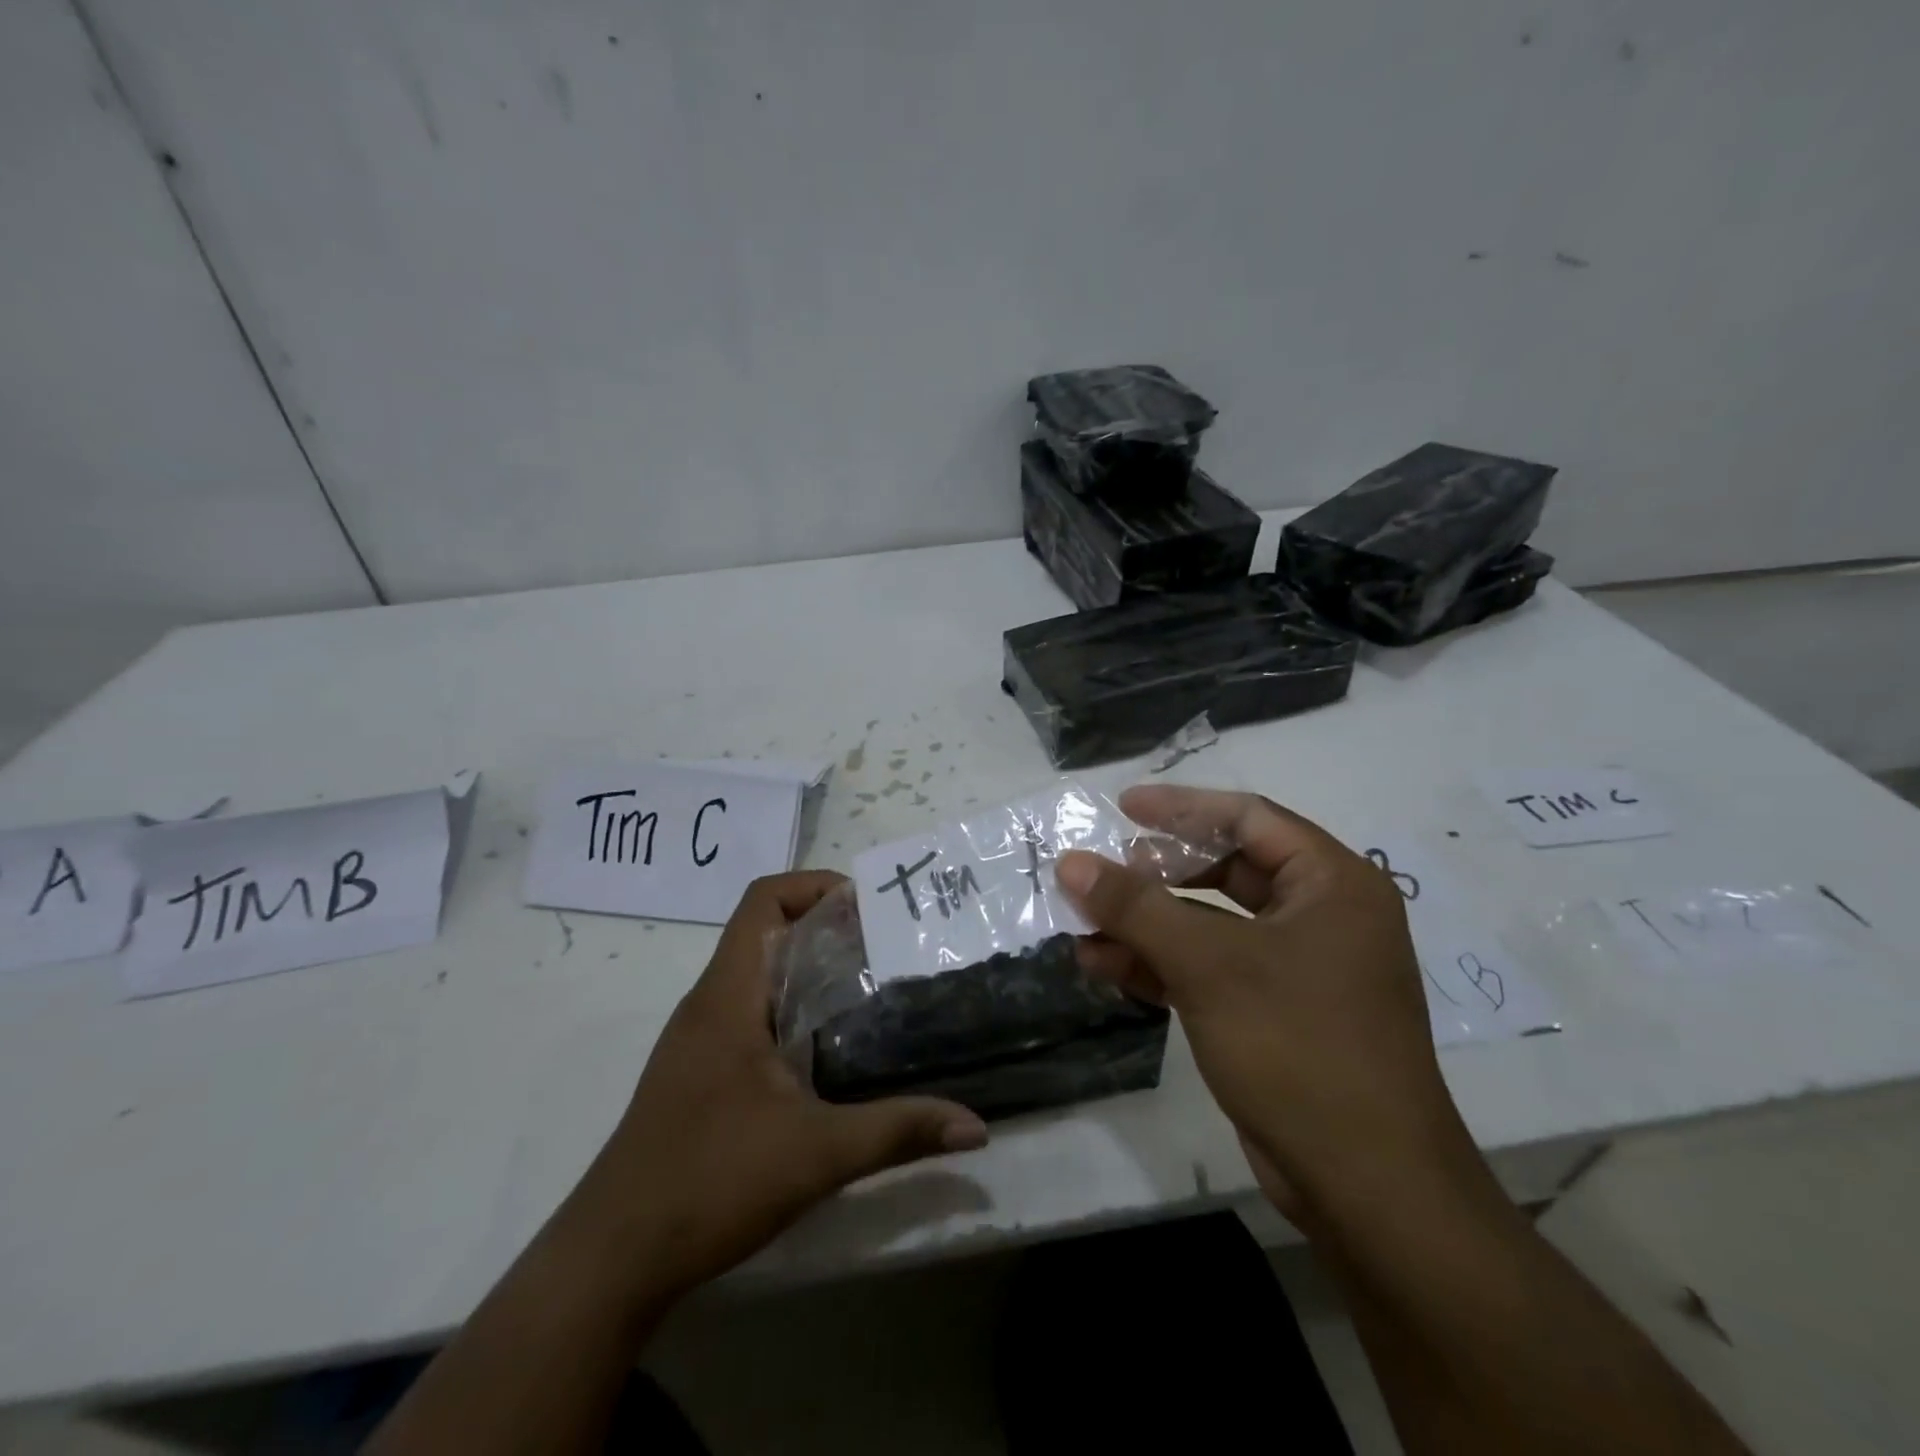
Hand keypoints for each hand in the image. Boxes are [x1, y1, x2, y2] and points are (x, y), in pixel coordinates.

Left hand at [580, 871, 987, 1300]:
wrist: (612, 1260)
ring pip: (757, 975)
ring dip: (808, 969)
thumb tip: (976, 1128)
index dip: (813, 885)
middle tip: (886, 946)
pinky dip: (790, 1008)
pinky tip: (828, 1049)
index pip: (762, 901)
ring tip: (869, 988)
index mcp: (727, 997)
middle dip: (825, 927)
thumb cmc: (710, 1183)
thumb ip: (899, 1131)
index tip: (867, 906)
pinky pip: (748, 1013)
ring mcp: (698, 1041)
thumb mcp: (817, 1153)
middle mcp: (708, 1005)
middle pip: (764, 931)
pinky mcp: (697, 1074)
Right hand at [1058, 787, 1480, 1217]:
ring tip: (1083, 922)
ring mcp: (1298, 969)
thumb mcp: (1209, 964)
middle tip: (1104, 869)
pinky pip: (1209, 969)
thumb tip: (1071, 863)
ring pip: (1210, 924)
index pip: (1249, 819)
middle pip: (1226, 869)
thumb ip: (1136, 907)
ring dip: (1147, 923)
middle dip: (1157, 873)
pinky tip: (1103, 964)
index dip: (1180, 808)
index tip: (1122, 807)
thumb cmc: (1299, 1046)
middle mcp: (1321, 917)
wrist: (1365, 1187)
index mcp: (1333, 884)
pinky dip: (1159, 964)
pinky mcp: (1273, 1014)